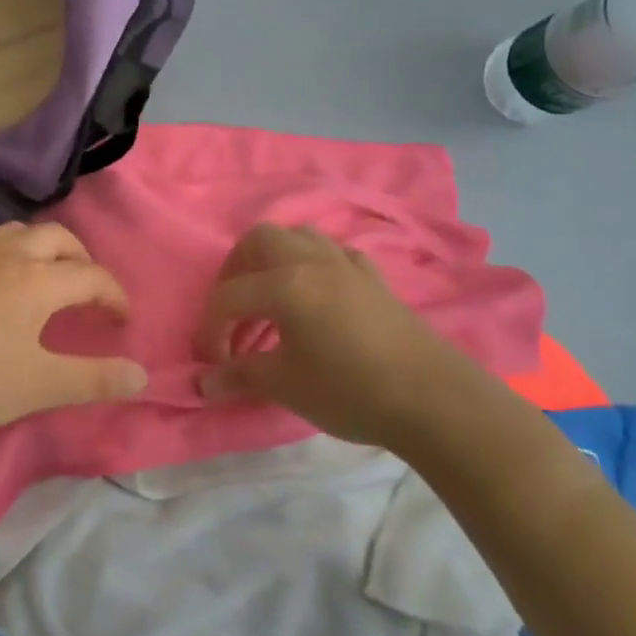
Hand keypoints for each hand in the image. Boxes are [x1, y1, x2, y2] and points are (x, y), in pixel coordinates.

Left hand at [0, 222, 147, 433]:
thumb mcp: (40, 386)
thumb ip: (94, 380)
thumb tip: (142, 375)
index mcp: (39, 280)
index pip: (92, 276)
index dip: (114, 296)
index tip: (121, 322)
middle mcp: (10, 255)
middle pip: (60, 238)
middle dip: (84, 260)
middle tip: (89, 292)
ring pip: (21, 232)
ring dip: (46, 249)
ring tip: (48, 279)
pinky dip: (13, 254)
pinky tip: (0, 286)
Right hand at [195, 223, 479, 445]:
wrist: (432, 398)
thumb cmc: (350, 390)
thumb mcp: (286, 386)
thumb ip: (241, 376)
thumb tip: (203, 384)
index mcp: (285, 283)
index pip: (228, 296)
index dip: (210, 329)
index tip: (212, 363)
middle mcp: (312, 260)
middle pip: (259, 240)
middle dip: (235, 271)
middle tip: (233, 311)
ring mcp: (346, 264)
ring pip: (298, 237)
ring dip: (274, 261)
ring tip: (269, 299)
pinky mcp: (373, 277)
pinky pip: (333, 255)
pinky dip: (313, 267)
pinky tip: (316, 297)